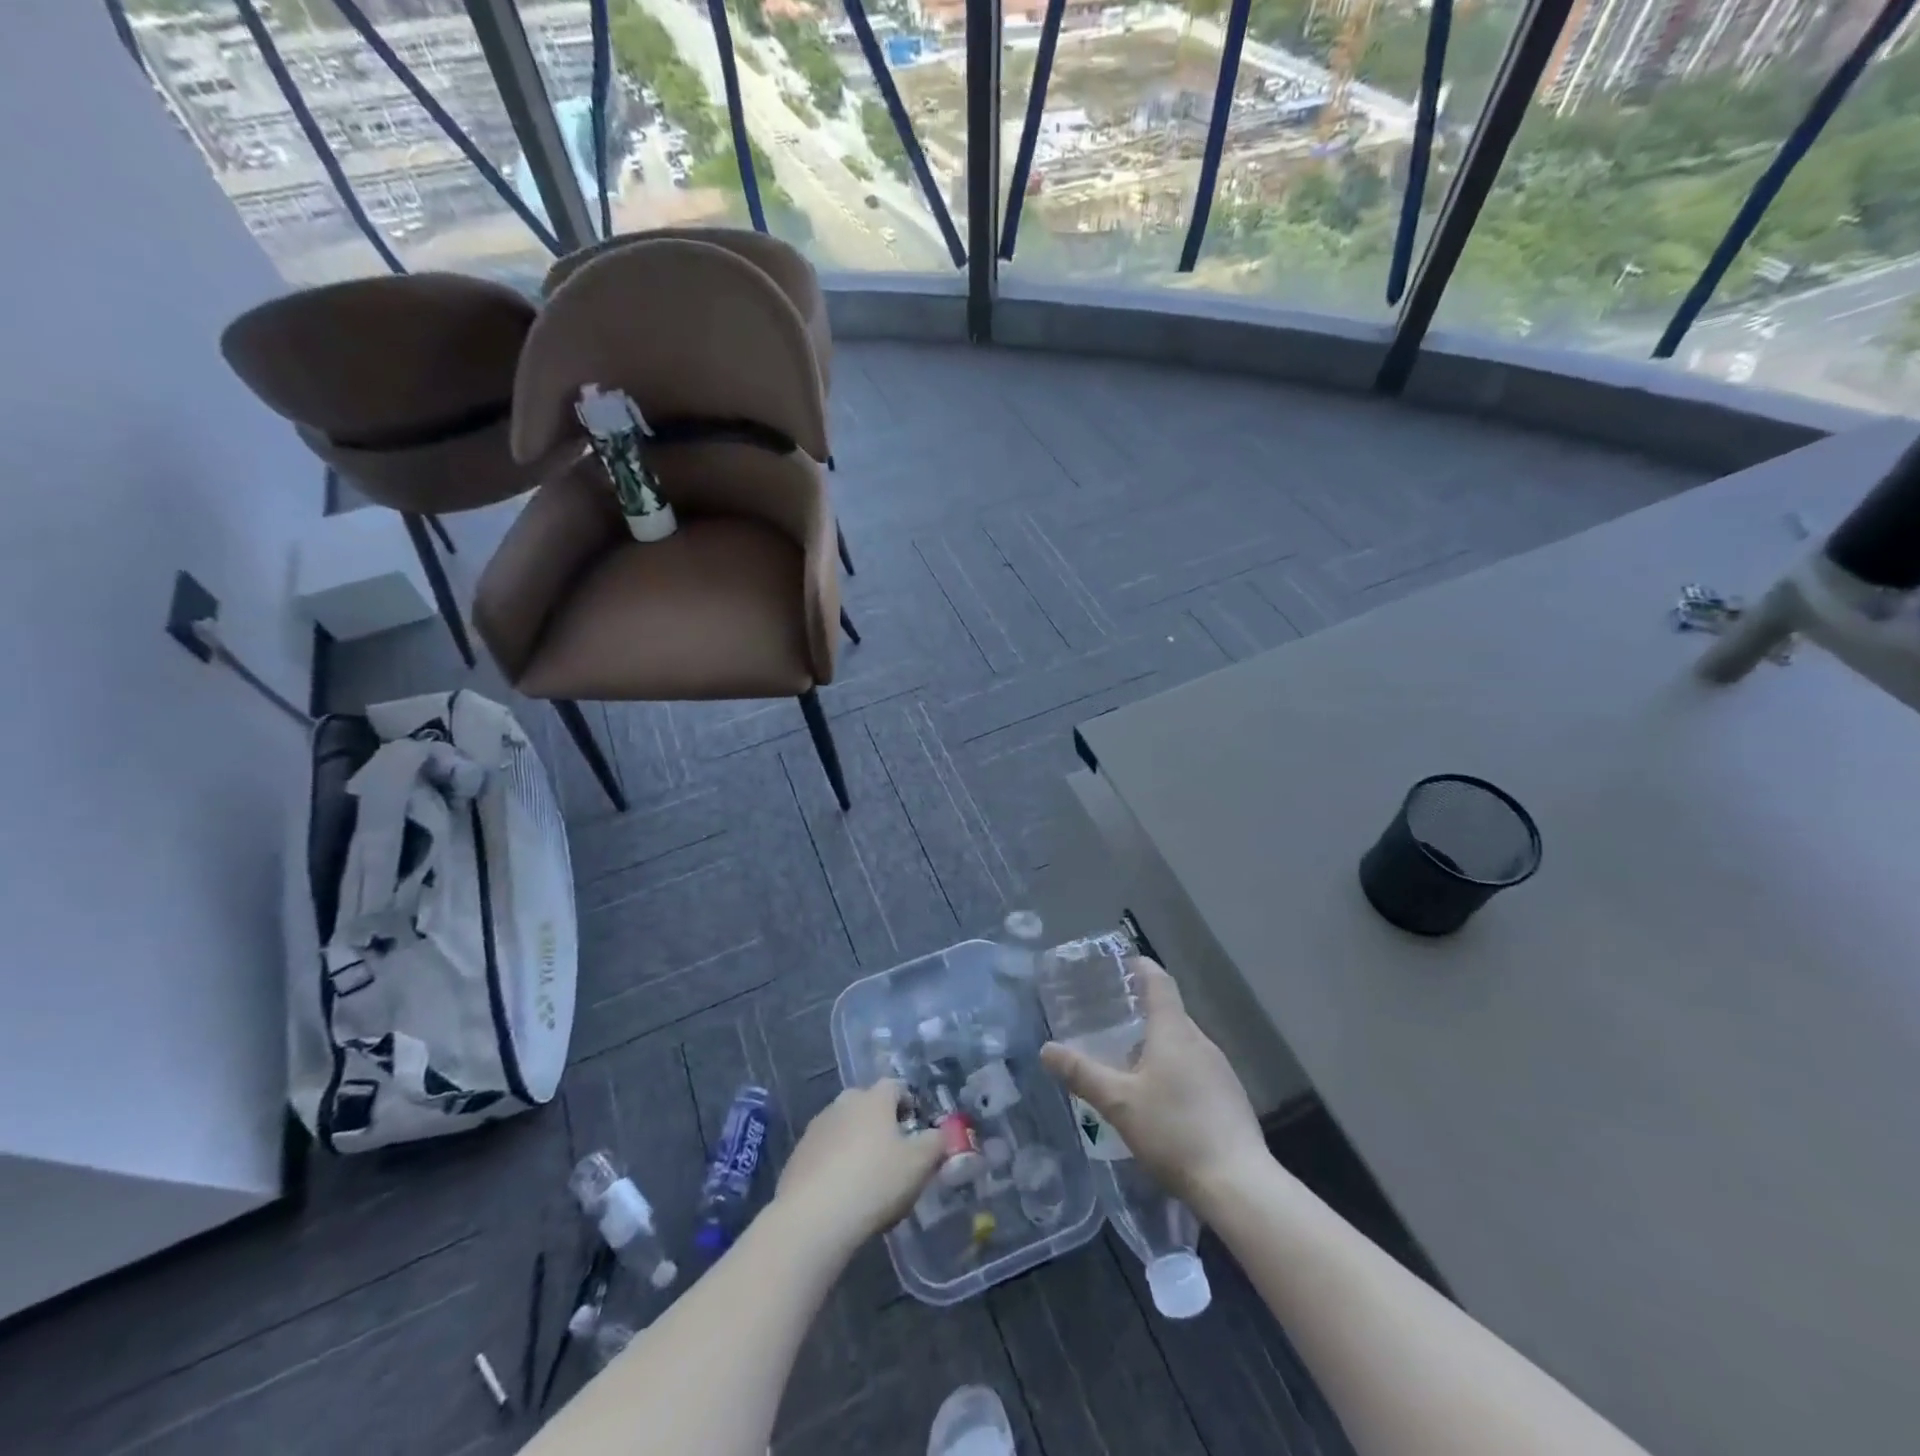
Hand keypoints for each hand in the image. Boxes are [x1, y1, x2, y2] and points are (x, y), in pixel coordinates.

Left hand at [774, 1081, 944, 1250]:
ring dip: (855, 1143)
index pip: (895, 1086)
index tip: (916, 1129)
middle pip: (867, 1105)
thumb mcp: (919, 1164)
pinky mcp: (797, 1155)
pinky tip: (841, 1194)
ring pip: (844, 1128)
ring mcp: (816, 1127)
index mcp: (873, 1099)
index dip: (909, 1104)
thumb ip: (936, 1143)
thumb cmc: (875, 1181)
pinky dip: (834, 1164)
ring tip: (866, 1178)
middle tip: (893, 1155)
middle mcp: (843, 1103)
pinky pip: (824, 1152)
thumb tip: (942, 1133)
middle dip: (881, 1124)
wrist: (813, 1217)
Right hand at [1040, 958, 1267, 1207]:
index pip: (1159, 981)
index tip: (1122, 964)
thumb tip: (1047, 1049)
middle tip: (1110, 1021)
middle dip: (1142, 1012)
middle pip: (1170, 1013)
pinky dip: (1174, 1070)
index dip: (1141, 967)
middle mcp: (1200, 1041)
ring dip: (1157, 1044)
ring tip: (1128, 1061)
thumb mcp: (1118, 1103)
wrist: (1239, 1184)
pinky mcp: (1230, 1097)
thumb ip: (1082, 1074)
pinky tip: (1160, 1099)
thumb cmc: (1174, 1131)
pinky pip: (1196, 1069)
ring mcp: (1221, 1070)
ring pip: (1183, 1044)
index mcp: (1174, 1031)